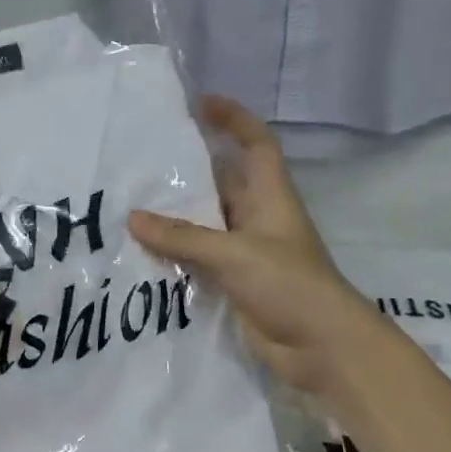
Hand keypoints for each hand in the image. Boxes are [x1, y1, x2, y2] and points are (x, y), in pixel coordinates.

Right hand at [128, 95, 371, 397]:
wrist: (322, 348)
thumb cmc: (289, 285)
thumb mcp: (235, 254)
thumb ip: (183, 237)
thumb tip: (133, 218)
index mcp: (270, 197)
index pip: (256, 144)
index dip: (234, 118)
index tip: (200, 103)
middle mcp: (257, 218)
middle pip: (221, 183)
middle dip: (187, 171)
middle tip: (141, 161)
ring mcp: (246, 252)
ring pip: (204, 224)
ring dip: (174, 217)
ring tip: (129, 204)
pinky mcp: (234, 282)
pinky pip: (198, 258)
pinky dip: (175, 254)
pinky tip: (141, 253)